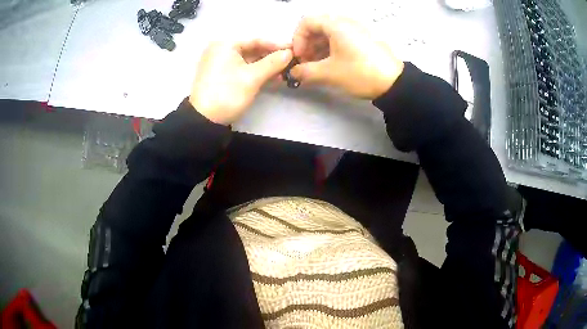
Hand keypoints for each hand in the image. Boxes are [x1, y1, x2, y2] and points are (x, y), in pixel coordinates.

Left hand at [189, 40, 292, 124]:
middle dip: (272, 58)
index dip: (277, 46)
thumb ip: (273, 62)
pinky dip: (255, 73)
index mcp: (225, 45)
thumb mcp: (252, 77)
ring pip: (248, 61)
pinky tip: (271, 78)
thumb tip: (289, 53)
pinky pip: (242, 69)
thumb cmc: (228, 93)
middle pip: (252, 50)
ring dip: (266, 67)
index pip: (256, 41)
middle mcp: (221, 50)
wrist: (204, 120)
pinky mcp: (220, 75)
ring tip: (284, 73)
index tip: (294, 50)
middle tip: (291, 64)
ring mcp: (219, 63)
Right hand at [291, 16, 403, 98]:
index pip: (306, 22)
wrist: (395, 83)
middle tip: (307, 63)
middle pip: (318, 26)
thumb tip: (293, 72)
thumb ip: (305, 72)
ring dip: (319, 47)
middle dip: (308, 44)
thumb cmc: (360, 73)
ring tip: (318, 66)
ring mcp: (357, 29)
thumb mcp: (329, 73)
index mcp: (336, 24)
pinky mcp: (364, 38)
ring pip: (330, 32)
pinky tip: (331, 63)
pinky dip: (332, 48)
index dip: (298, 38)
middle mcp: (346, 21)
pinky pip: (342, 37)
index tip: (300, 56)